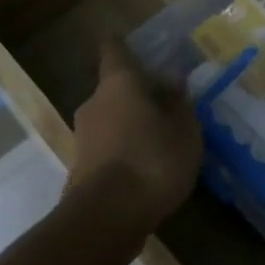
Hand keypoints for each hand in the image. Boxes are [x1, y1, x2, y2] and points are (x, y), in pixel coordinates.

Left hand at [67, 40, 201, 227]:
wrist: (106, 218)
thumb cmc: (152, 161)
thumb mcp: (184, 131)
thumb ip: (180, 104)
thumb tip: (175, 83)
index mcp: (118, 83)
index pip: (115, 49)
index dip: (127, 46)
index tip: (143, 49)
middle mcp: (93, 102)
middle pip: (115, 87)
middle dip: (139, 94)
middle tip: (169, 105)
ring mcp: (82, 136)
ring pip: (110, 119)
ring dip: (132, 124)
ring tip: (162, 141)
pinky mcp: (80, 167)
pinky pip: (107, 147)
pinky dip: (124, 150)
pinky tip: (147, 168)